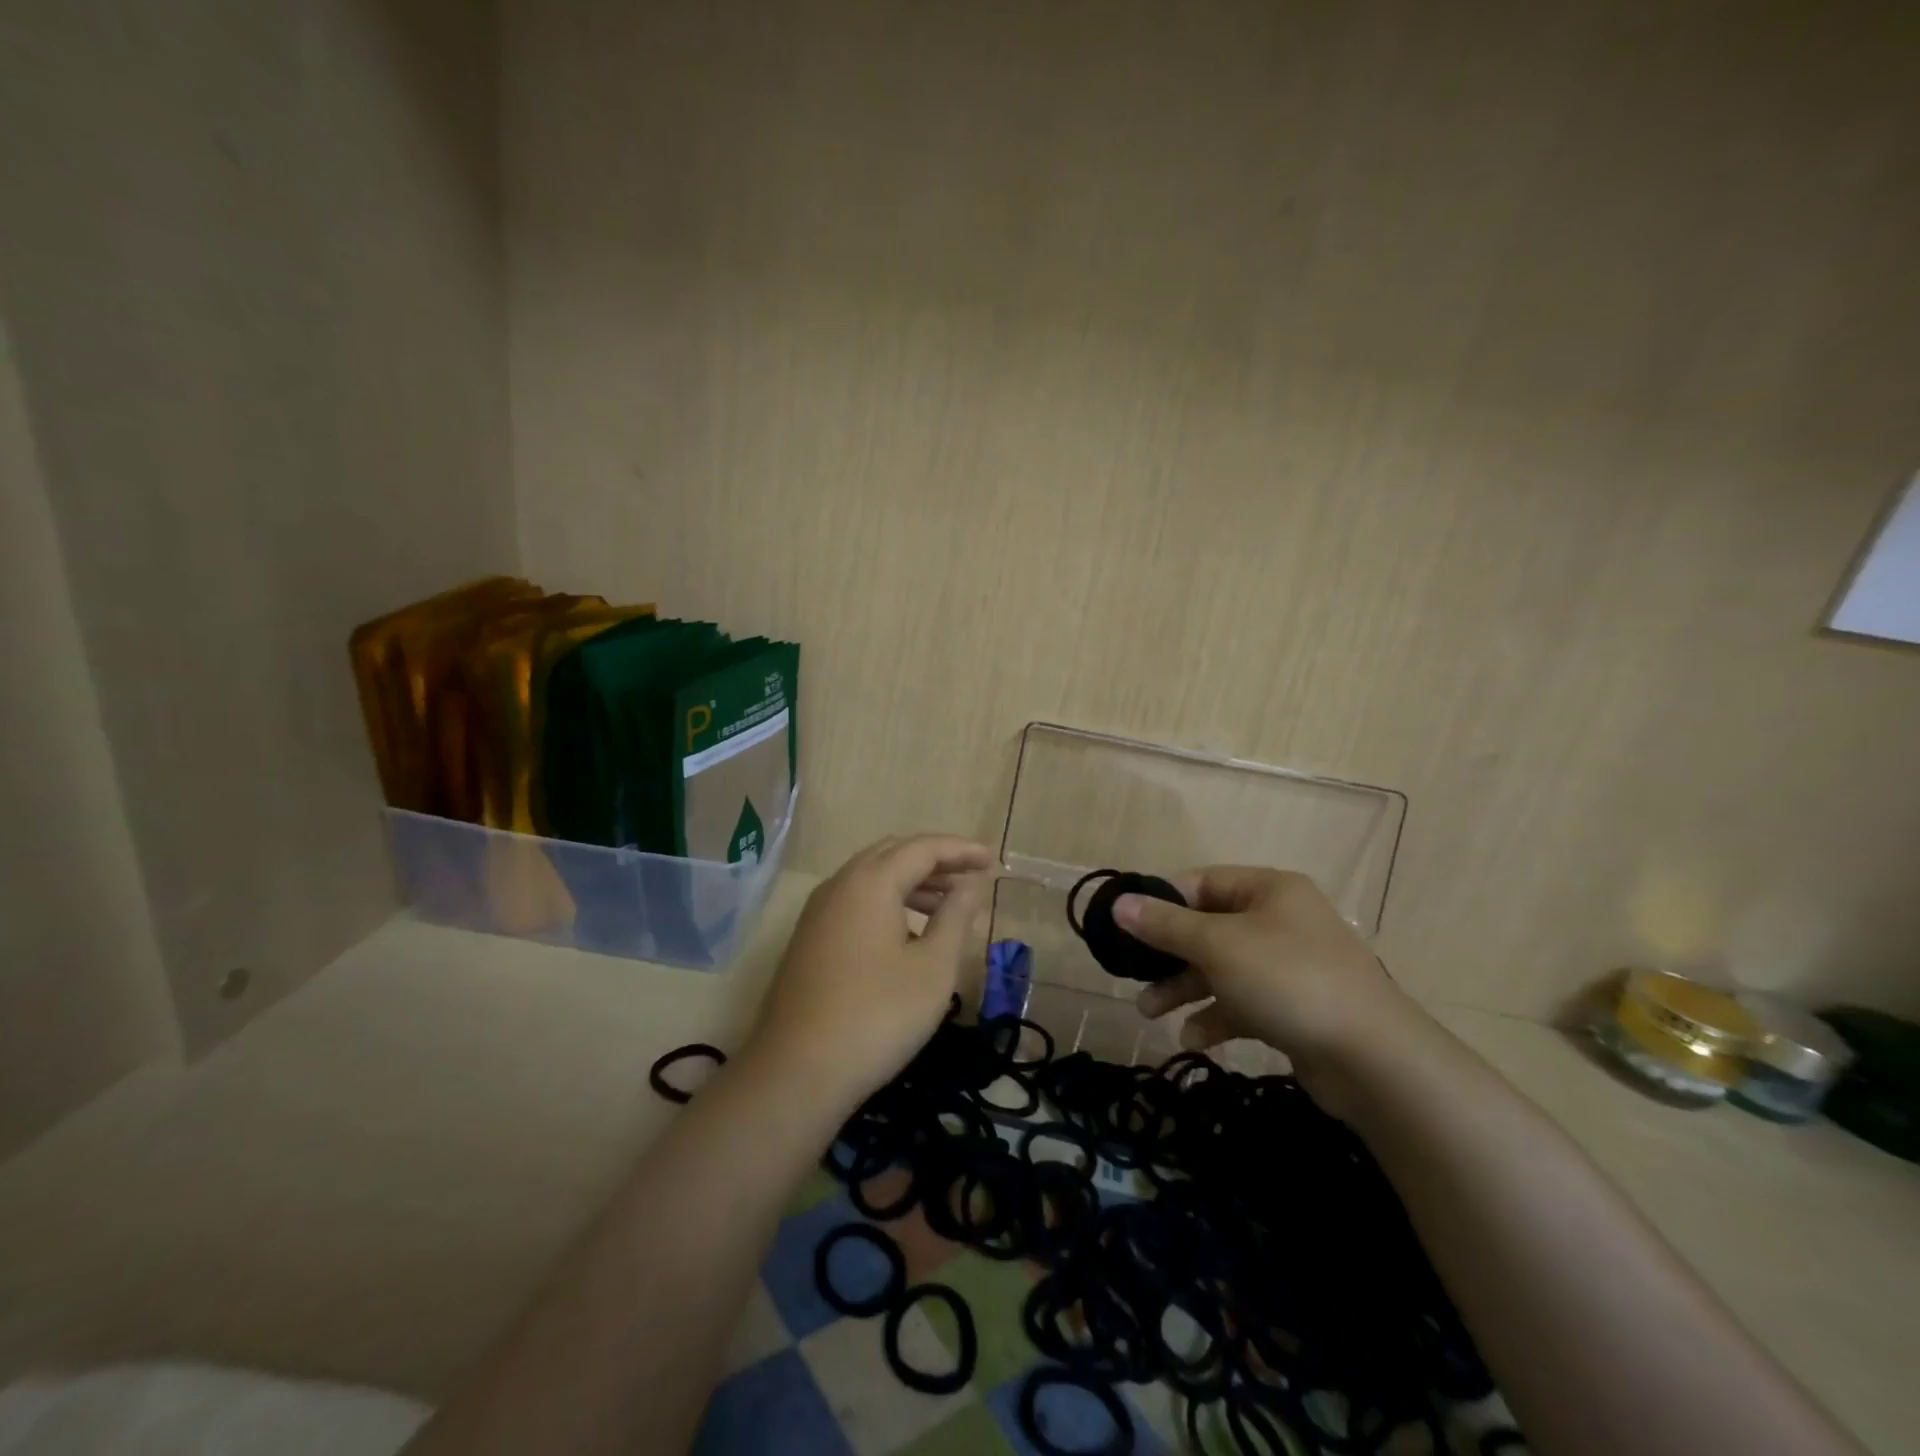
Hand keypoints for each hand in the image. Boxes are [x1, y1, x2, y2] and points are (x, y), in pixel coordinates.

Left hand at [746, 834, 993, 1110]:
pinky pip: (855, 901)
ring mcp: (818, 912)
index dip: (960, 850)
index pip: (922, 848)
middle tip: (971, 877)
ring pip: (871, 878)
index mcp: (871, 881)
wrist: (797, 1071)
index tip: (992, 859)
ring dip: (912, 882)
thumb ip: (956, 917)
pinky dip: (888, 901)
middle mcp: (840, 884)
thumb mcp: (933, 967)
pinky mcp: (808, 938)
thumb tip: (971, 885)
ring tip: (948, 906)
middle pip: (893, 854)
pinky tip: (908, 932)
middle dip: (935, 861)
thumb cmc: (878, 1015)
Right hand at [1116, 867, 1430, 1109]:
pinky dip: (1216, 1017)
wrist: (1373, 1059)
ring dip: (1185, 989)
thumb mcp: (1217, 945)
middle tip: (1133, 975)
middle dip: (1168, 955)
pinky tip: (1192, 1039)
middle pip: (1209, 928)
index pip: (1202, 882)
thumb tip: (1119, 903)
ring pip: (1222, 969)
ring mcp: (1290, 967)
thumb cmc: (1288, 980)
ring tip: (1149, 1013)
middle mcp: (1281, 921)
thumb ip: (1165, 924)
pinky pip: (1243, 1003)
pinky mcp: (1295, 1008)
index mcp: (1269, 890)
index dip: (1163, 901)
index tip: (1128, 926)